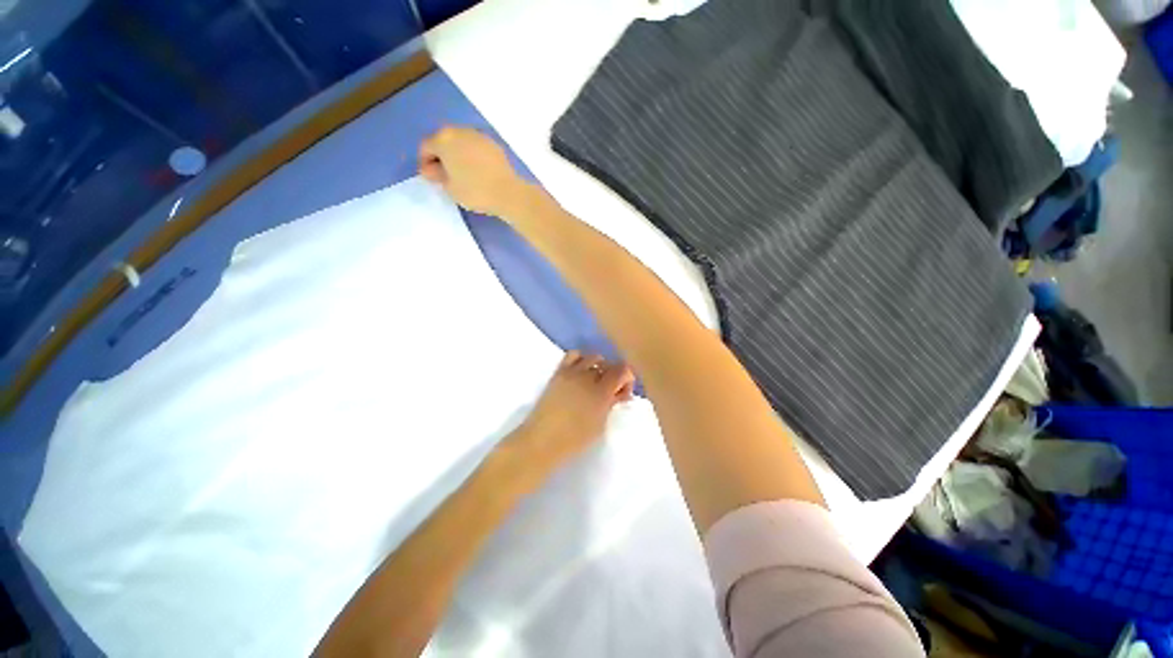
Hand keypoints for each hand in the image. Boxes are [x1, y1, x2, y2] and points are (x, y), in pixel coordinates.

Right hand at [419, 126, 526, 216]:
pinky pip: (476, 148)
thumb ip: (436, 175)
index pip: (426, 147)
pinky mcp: (493, 144)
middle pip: (443, 140)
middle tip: (445, 175)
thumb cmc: (475, 191)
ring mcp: (479, 135)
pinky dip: (472, 156)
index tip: (431, 177)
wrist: (508, 193)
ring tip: (462, 174)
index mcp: (443, 139)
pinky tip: (477, 171)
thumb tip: (432, 169)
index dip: (425, 163)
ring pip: (461, 142)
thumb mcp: (449, 188)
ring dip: (457, 154)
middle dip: (441, 156)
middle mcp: (460, 131)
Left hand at [505, 351, 634, 478]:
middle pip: (609, 364)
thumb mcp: (600, 425)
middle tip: (611, 391)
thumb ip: (611, 404)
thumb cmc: (574, 440)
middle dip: (615, 375)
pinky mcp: (559, 372)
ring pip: (593, 357)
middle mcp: (588, 376)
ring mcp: (572, 372)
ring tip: (596, 381)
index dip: (627, 378)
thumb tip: (619, 393)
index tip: (623, 393)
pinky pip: (574, 355)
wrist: (542, 440)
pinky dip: (582, 359)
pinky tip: (581, 372)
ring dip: (600, 367)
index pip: (623, 370)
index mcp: (601, 392)